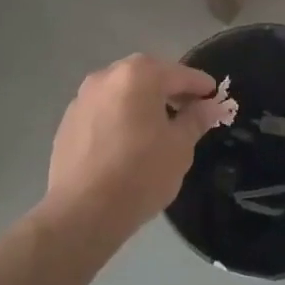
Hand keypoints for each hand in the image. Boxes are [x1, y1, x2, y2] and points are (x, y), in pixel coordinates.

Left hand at [44, 54, 228, 236]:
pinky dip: (120, 116)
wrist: (82, 211)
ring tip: (158, 127)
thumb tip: (210, 105)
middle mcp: (106, 76)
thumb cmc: (140, 174)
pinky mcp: (68, 121)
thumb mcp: (179, 147)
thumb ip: (196, 119)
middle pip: (147, 76)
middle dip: (170, 89)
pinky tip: (128, 141)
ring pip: (122, 92)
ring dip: (143, 102)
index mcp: (138, 75)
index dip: (201, 86)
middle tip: (189, 110)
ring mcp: (82, 97)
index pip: (180, 74)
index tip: (215, 97)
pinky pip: (104, 110)